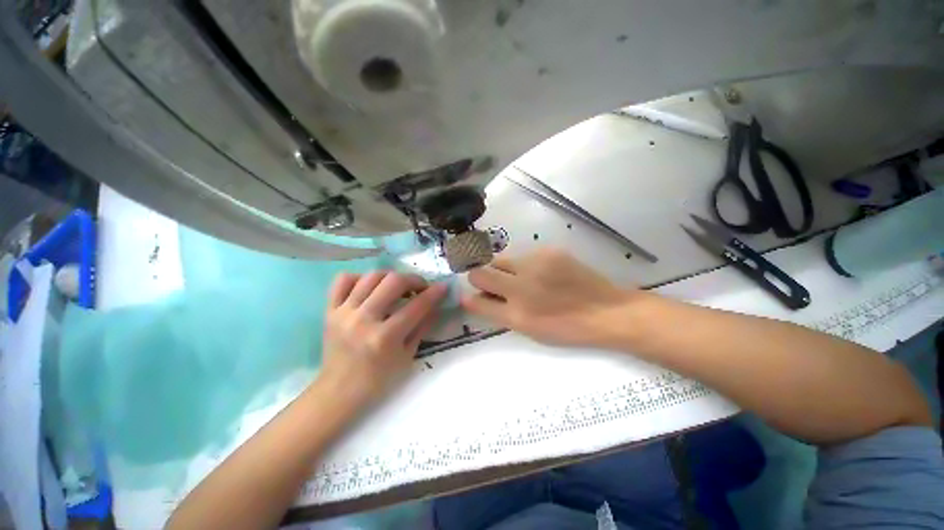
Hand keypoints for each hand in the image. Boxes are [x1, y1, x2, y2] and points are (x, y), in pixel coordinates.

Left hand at [321, 271, 446, 405]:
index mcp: (385, 337)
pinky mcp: (330, 310)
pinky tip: (370, 287)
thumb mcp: (407, 356)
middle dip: (414, 280)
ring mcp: (343, 313)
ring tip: (397, 286)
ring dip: (391, 277)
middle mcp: (363, 320)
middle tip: (420, 287)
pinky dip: (359, 278)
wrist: (338, 391)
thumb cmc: (378, 379)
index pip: (416, 306)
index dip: (434, 293)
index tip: (442, 287)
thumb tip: (435, 305)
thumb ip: (422, 327)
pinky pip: (343, 280)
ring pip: (371, 276)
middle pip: (393, 282)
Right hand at [462, 248, 633, 347]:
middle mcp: (520, 286)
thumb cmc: (567, 328)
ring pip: (501, 260)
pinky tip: (544, 273)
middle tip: (495, 284)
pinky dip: (526, 264)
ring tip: (524, 279)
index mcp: (516, 314)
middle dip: (480, 278)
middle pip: (480, 272)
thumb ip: (500, 312)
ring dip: (504, 270)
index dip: (470, 297)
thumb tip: (478, 297)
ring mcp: (534, 264)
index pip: (475, 301)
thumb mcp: (529, 330)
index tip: (473, 294)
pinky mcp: (548, 250)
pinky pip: (524, 255)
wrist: (607, 311)